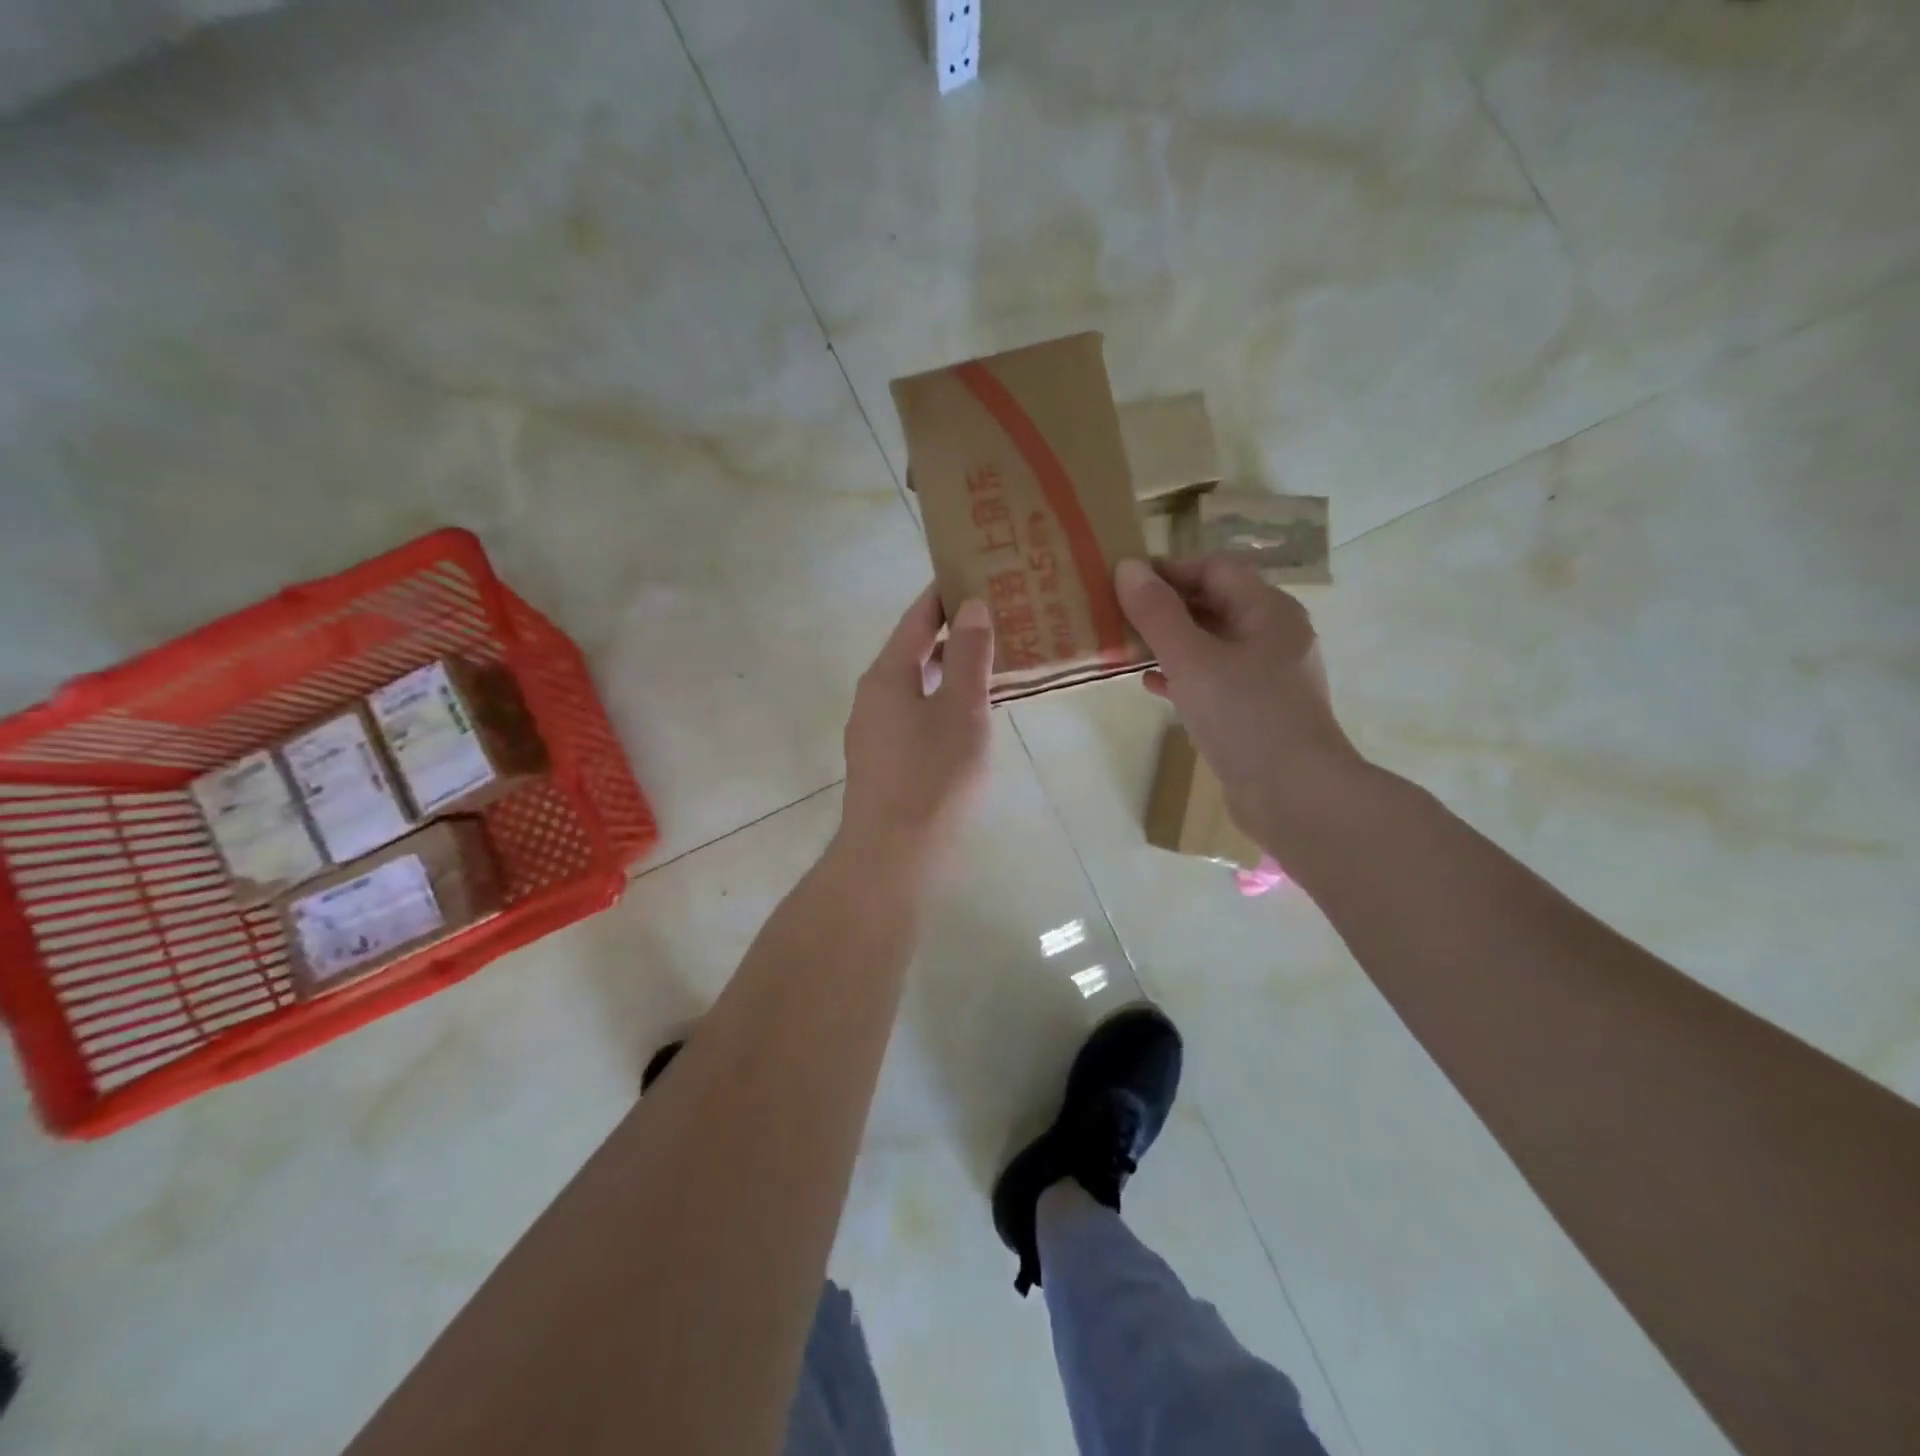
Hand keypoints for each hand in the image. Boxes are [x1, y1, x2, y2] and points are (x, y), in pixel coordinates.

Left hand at [839, 586, 994, 871]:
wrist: (893, 858)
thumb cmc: (932, 778)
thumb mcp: (962, 711)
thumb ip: (969, 656)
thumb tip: (972, 606)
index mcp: (886, 676)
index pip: (916, 619)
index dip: (944, 594)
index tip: (972, 571)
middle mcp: (873, 697)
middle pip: (914, 651)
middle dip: (952, 633)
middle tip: (997, 616)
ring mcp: (874, 733)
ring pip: (916, 686)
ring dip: (950, 670)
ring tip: (992, 661)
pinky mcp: (883, 762)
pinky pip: (916, 715)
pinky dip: (943, 702)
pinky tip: (970, 715)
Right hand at [1115, 556, 1363, 846]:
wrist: (1295, 795)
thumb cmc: (1245, 717)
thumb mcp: (1192, 660)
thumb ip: (1158, 614)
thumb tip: (1128, 567)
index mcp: (1269, 611)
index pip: (1216, 569)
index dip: (1170, 569)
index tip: (1124, 580)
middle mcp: (1274, 636)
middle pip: (1215, 604)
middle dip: (1167, 606)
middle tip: (1119, 614)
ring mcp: (1269, 676)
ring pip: (1212, 644)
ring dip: (1171, 642)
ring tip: (1127, 647)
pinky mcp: (1258, 710)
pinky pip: (1215, 679)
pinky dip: (1184, 676)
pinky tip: (1153, 685)